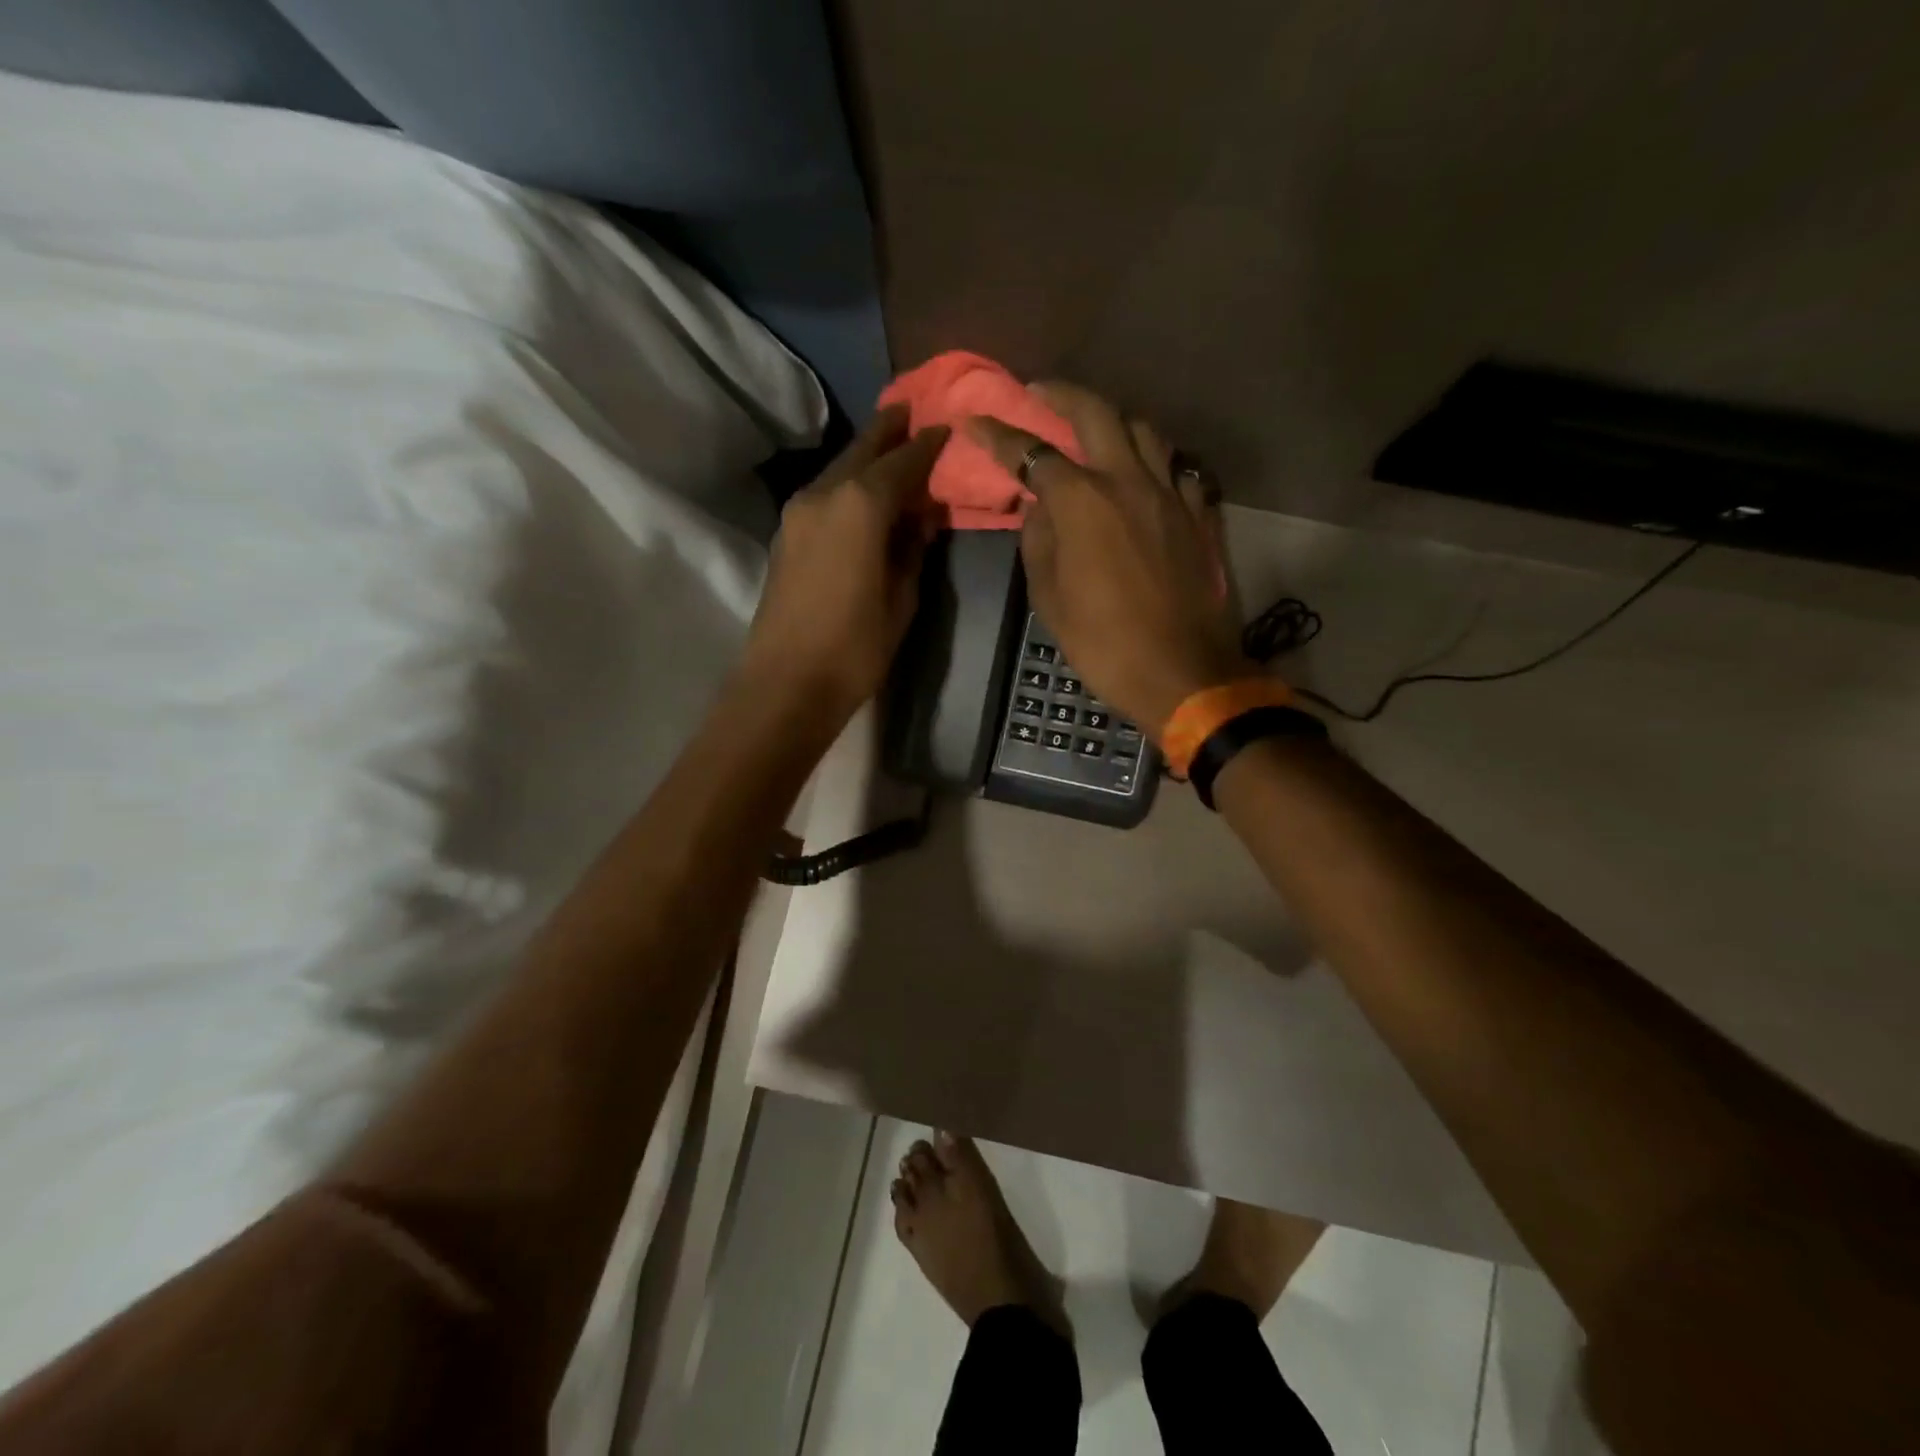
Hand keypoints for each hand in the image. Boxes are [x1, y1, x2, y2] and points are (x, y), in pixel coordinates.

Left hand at [742, 405, 948, 723]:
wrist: (787, 683)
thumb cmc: (855, 647)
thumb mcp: (901, 599)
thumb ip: (911, 550)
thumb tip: (918, 520)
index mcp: (860, 505)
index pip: (902, 462)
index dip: (927, 445)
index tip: (946, 428)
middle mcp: (825, 495)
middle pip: (862, 451)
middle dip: (888, 430)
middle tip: (911, 411)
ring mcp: (798, 513)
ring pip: (838, 470)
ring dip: (864, 457)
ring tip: (889, 446)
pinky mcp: (785, 535)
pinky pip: (824, 494)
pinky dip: (846, 484)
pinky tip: (861, 493)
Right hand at [968, 383, 1247, 737]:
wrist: (1182, 674)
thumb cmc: (1104, 644)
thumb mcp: (1050, 601)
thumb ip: (1039, 544)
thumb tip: (1039, 509)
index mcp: (1084, 503)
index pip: (1033, 453)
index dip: (1000, 434)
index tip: (975, 419)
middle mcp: (1129, 482)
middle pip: (1096, 414)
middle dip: (1061, 395)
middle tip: (1039, 392)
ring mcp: (1171, 495)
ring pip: (1144, 432)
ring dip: (1113, 420)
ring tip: (1094, 429)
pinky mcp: (1199, 516)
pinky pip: (1178, 469)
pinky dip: (1156, 460)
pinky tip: (1145, 472)